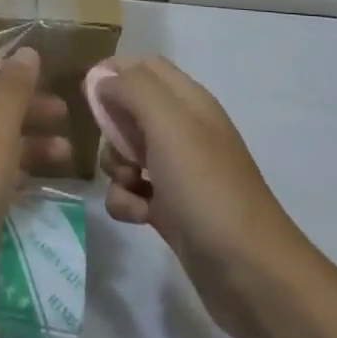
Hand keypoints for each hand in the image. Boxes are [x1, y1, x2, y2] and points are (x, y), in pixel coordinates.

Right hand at [99, 56, 312, 337]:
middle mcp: (183, 130)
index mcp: (189, 101)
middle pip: (129, 110)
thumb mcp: (169, 124)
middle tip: (118, 147)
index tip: (88, 95)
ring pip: (125, 153)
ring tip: (132, 185)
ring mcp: (176, 171)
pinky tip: (139, 217)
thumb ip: (133, 89)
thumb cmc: (206, 187)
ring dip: (114, 167)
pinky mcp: (169, 209)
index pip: (144, 66)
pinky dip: (126, 201)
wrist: (248, 271)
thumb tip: (101, 78)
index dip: (114, 73)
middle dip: (111, 127)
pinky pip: (130, 192)